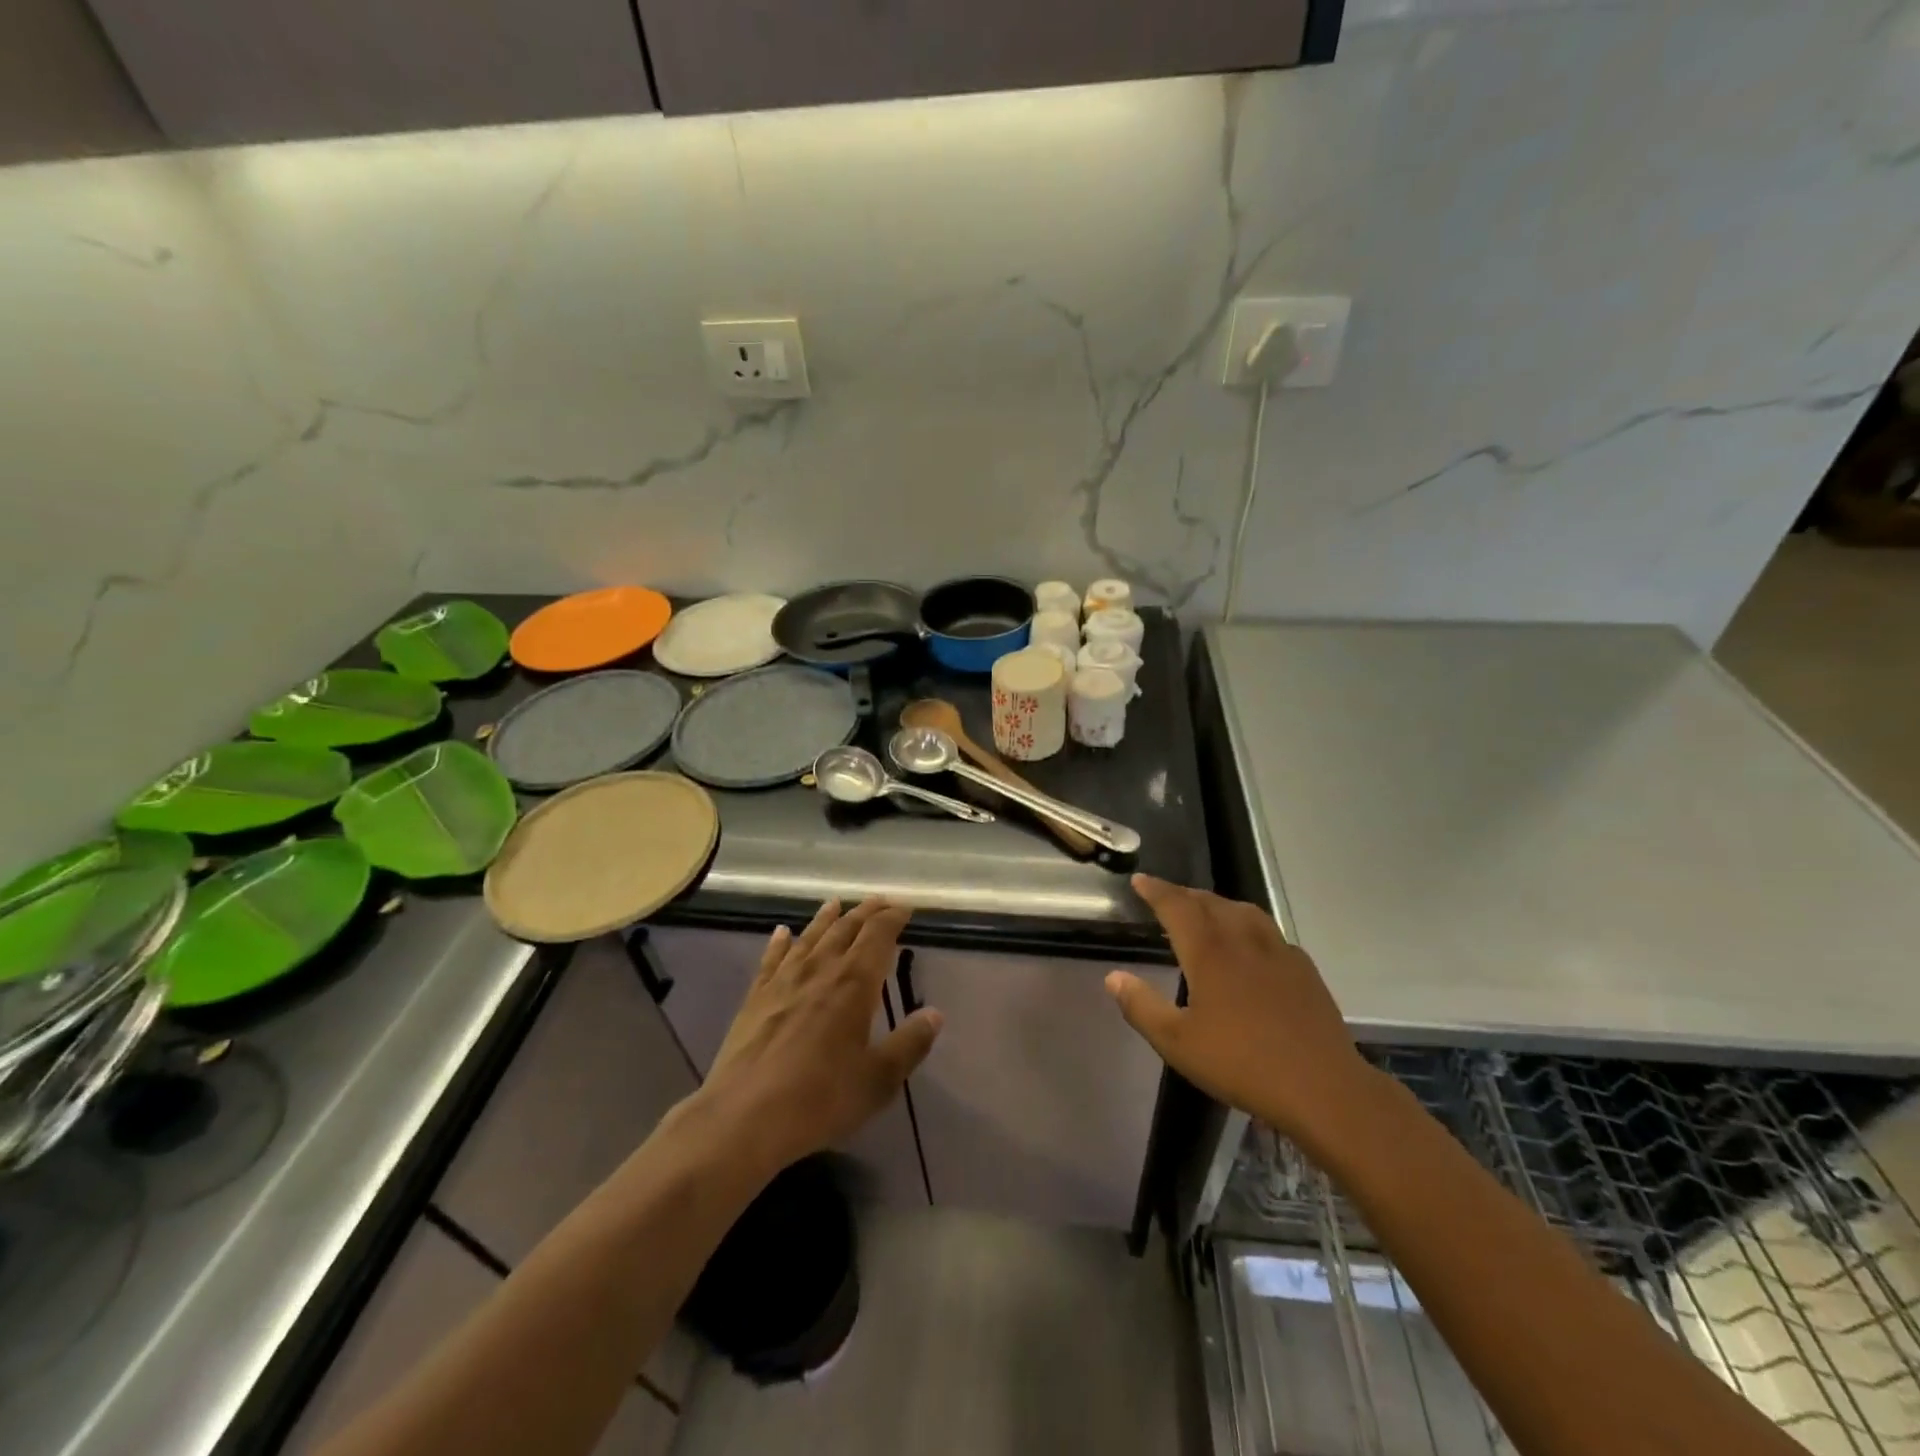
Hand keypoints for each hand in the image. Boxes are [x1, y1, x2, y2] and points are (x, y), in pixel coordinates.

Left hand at [701, 898, 942, 1174]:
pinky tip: (781, 933)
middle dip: (865, 912)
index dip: (893, 918)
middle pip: (845, 929)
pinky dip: (780, 942)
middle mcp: (820, 969)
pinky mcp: (755, 997)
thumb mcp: (878, 1079)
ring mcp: (783, 980)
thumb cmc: (819, 1098)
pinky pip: (771, 959)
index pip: (878, 935)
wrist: (744, 1116)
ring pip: (809, 937)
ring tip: (835, 903)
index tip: (905, 908)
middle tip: (879, 901)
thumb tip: (935, 1013)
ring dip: (826, 918)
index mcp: (854, 983)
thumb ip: (909, 1044)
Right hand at [1106, 875, 1385, 1159]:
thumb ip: (1141, 1006)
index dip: (1156, 890)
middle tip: (1166, 895)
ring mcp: (1278, 952)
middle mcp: (1243, 940)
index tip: (1139, 881)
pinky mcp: (1303, 970)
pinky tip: (1251, 944)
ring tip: (1205, 910)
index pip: (1177, 906)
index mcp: (1209, 952)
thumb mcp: (1177, 1043)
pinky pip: (1269, 931)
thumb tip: (1113, 977)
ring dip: (1217, 903)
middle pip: (1210, 902)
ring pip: (1243, 911)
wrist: (1322, 1087)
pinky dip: (1248, 924)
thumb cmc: (1242, 1063)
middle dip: (1184, 894)